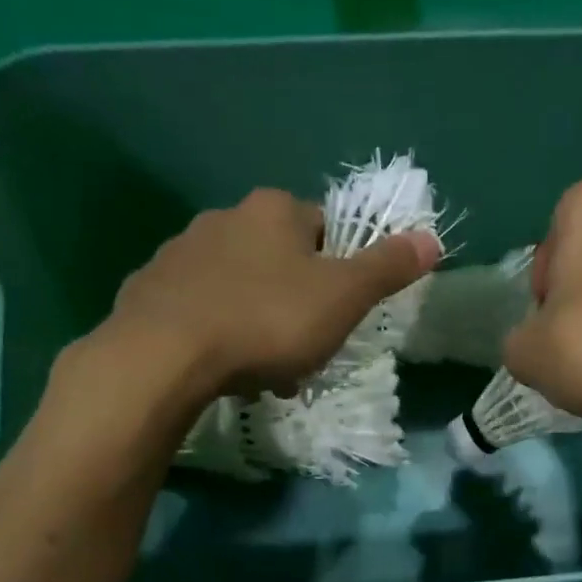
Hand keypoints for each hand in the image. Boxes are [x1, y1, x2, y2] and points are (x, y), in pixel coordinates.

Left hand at [105, 188, 439, 400]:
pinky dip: (215, 331)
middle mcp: (224, 218)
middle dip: (295, 302)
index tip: (336, 314)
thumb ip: (387, 268)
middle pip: (277, 259)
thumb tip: (432, 238)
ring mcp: (179, 252)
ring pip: (236, 285)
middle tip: (301, 351)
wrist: (166, 355)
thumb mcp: (342, 298)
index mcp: (274, 211)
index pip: (323, 228)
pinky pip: (197, 308)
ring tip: (261, 370)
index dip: (338, 271)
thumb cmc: (267, 321)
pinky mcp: (148, 289)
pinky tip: (220, 366)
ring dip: (256, 320)